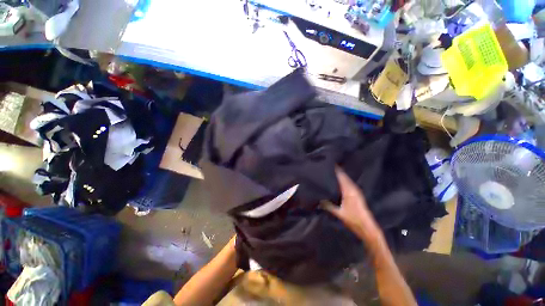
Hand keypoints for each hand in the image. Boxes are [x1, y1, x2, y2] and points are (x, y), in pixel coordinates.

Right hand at [322, 167, 382, 247]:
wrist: (368, 228)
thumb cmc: (354, 220)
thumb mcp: (339, 213)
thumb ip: (328, 206)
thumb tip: (318, 200)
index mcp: (349, 191)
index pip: (341, 177)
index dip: (336, 169)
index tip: (329, 163)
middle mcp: (353, 188)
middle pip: (344, 176)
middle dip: (337, 170)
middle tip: (328, 165)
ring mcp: (356, 191)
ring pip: (347, 179)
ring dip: (340, 175)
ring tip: (332, 171)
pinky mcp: (357, 195)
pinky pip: (348, 183)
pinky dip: (343, 180)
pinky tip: (338, 181)